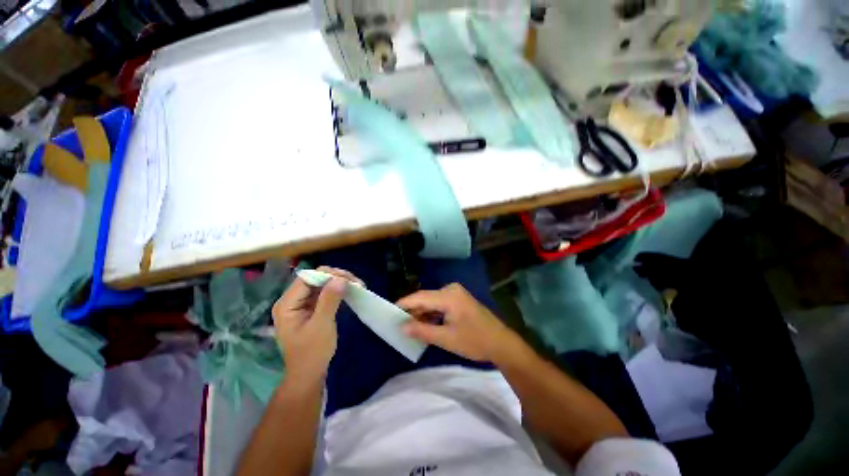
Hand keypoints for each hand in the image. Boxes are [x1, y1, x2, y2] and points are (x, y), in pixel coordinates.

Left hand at [272, 267, 360, 383]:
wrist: (309, 374)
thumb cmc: (312, 352)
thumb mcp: (322, 325)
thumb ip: (329, 300)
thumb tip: (341, 279)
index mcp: (287, 304)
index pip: (308, 278)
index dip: (328, 275)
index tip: (348, 280)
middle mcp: (292, 300)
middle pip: (315, 278)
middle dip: (336, 277)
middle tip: (356, 283)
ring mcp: (301, 304)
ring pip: (321, 283)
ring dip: (339, 282)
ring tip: (356, 285)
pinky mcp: (310, 308)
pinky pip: (324, 292)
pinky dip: (337, 290)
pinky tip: (349, 291)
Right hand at [397, 283, 518, 362]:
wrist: (500, 343)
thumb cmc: (474, 341)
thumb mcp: (446, 339)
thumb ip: (422, 331)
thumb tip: (401, 327)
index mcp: (449, 296)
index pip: (420, 297)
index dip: (404, 304)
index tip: (389, 311)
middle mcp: (451, 289)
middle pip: (426, 298)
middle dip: (412, 310)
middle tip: (398, 323)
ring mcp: (456, 293)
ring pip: (432, 301)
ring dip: (422, 313)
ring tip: (409, 326)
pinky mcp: (459, 299)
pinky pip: (440, 304)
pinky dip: (431, 313)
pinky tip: (425, 324)